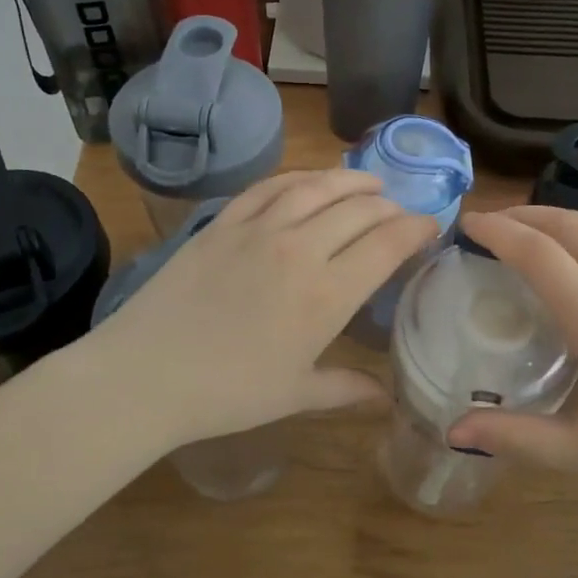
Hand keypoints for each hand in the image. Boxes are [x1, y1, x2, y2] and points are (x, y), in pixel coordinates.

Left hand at [82, 169, 436, 450]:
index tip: (431, 226)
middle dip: (390, 207)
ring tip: (369, 184)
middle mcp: (300, 249)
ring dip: (351, 181)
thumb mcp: (295, 395)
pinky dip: (298, 178)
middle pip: (359, 210)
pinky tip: (309, 181)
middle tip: (401, 213)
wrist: (146, 375)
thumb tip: (386, 398)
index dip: (416, 229)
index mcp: (327, 294)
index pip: (387, 243)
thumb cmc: (228, 393)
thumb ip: (346, 388)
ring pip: (317, 187)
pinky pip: (269, 186)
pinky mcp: (223, 222)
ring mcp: (258, 229)